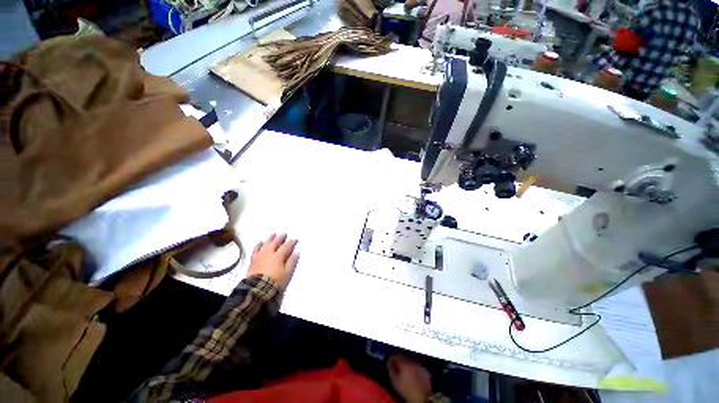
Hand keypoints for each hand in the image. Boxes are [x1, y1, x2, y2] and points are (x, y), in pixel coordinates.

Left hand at [246, 233, 298, 289]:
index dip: (291, 242)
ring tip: (273, 234)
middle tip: (284, 234)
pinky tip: (260, 243)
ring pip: (265, 244)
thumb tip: (296, 252)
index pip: (286, 246)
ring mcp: (259, 256)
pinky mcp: (253, 260)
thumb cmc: (275, 281)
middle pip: (275, 242)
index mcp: (278, 256)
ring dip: (270, 239)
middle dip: (280, 237)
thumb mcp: (287, 273)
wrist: (257, 289)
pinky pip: (255, 250)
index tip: (295, 239)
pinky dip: (258, 245)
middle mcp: (268, 253)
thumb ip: (292, 262)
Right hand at [387, 353, 431, 402]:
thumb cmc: (405, 389)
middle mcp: (412, 361)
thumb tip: (388, 361)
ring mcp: (420, 366)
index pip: (396, 355)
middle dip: (400, 361)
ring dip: (407, 364)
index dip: (391, 358)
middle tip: (397, 368)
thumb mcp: (394, 380)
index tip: (389, 362)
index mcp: (404, 362)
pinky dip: (415, 369)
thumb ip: (390, 368)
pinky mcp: (425, 371)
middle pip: (404, 357)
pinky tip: (413, 375)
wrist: (419, 398)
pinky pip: (418, 367)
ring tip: (405, 372)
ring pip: (411, 361)